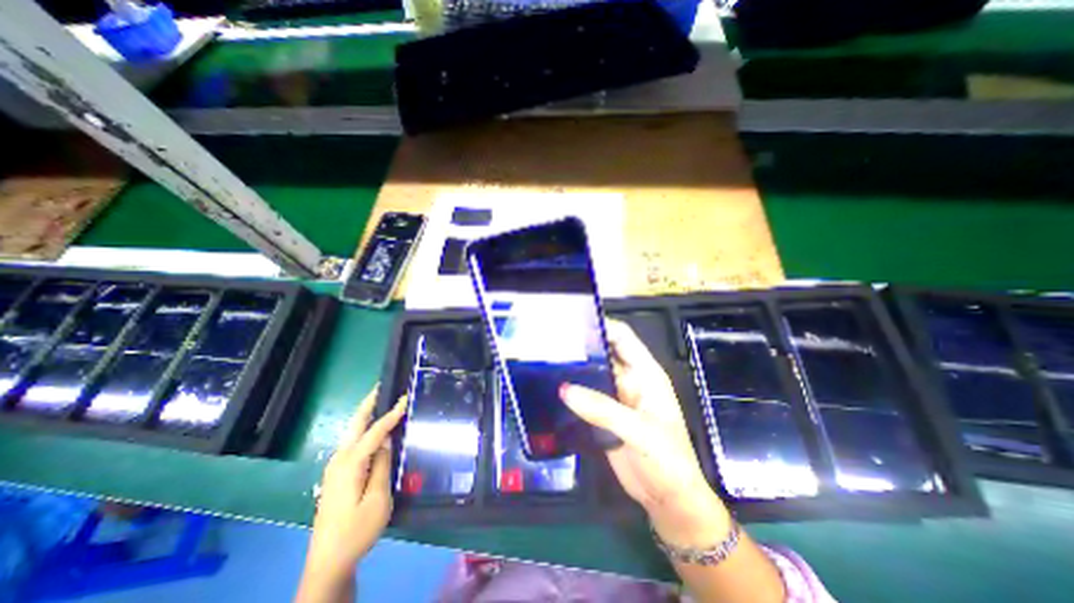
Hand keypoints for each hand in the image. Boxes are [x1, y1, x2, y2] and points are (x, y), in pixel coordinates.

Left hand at [304, 388, 410, 581]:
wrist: (328, 562)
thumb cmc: (357, 530)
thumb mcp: (378, 499)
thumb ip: (382, 465)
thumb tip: (387, 440)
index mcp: (350, 464)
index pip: (375, 431)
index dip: (392, 413)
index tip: (406, 397)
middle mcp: (339, 460)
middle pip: (355, 424)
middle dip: (369, 403)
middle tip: (383, 386)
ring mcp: (335, 467)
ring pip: (353, 432)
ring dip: (367, 415)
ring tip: (384, 401)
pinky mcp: (337, 475)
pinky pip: (353, 443)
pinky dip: (365, 430)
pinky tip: (376, 430)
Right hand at [564, 322, 728, 548]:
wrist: (668, 500)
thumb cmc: (667, 460)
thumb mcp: (640, 431)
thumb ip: (603, 409)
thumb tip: (564, 389)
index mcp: (646, 374)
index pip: (623, 338)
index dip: (603, 326)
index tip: (574, 322)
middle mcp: (630, 380)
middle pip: (604, 354)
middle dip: (582, 346)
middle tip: (552, 341)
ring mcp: (615, 398)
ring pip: (592, 375)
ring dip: (574, 369)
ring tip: (546, 359)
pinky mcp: (604, 416)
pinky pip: (586, 397)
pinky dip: (572, 391)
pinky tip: (552, 387)